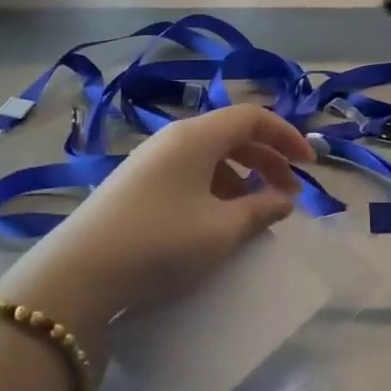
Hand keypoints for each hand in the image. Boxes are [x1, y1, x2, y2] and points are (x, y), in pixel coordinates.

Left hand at [0, 105, 312, 347]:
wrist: (81, 273)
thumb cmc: (162, 242)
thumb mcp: (221, 230)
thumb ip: (260, 210)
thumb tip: (283, 200)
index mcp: (196, 137)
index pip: (253, 117)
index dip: (287, 136)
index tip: (309, 165)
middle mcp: (172, 139)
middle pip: (231, 134)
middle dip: (266, 159)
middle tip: (288, 192)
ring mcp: (149, 160)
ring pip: (209, 155)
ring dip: (241, 175)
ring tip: (255, 209)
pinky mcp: (134, 184)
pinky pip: (187, 172)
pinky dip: (214, 187)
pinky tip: (216, 219)